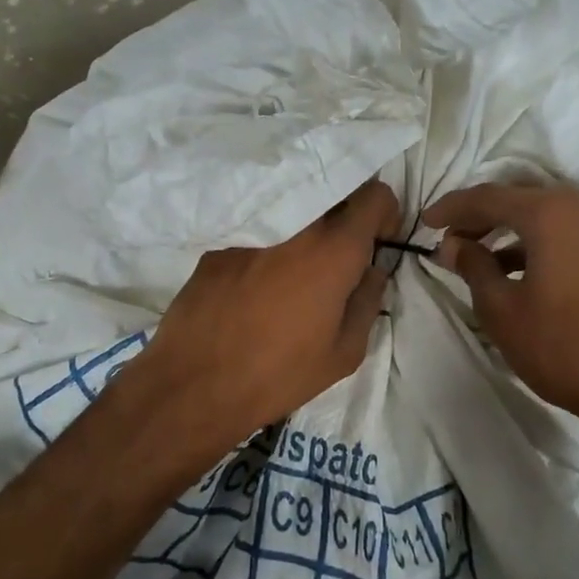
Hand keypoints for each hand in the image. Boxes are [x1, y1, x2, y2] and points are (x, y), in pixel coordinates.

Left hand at [122, 180, 400, 455]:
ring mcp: (251, 231)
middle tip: (342, 255)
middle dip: (347, 215)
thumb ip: (368, 302)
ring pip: (294, 211)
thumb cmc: (279, 374)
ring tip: (297, 272)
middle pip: (334, 192)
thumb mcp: (344, 353)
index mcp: (333, 250)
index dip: (384, 214)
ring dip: (307, 231)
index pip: (374, 194)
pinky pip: (259, 232)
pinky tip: (256, 288)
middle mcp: (295, 226)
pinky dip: (269, 247)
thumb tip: (372, 272)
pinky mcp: (218, 246)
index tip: (377, 242)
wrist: (193, 385)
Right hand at [423, 183, 578, 432]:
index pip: (489, 197)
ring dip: (510, 230)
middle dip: (482, 216)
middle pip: (520, 199)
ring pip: (546, 214)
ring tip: (478, 256)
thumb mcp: (501, 309)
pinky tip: (517, 268)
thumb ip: (473, 266)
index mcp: (552, 213)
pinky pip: (569, 231)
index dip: (453, 208)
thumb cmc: (560, 346)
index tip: (426, 222)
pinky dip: (539, 241)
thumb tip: (452, 245)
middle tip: (450, 239)